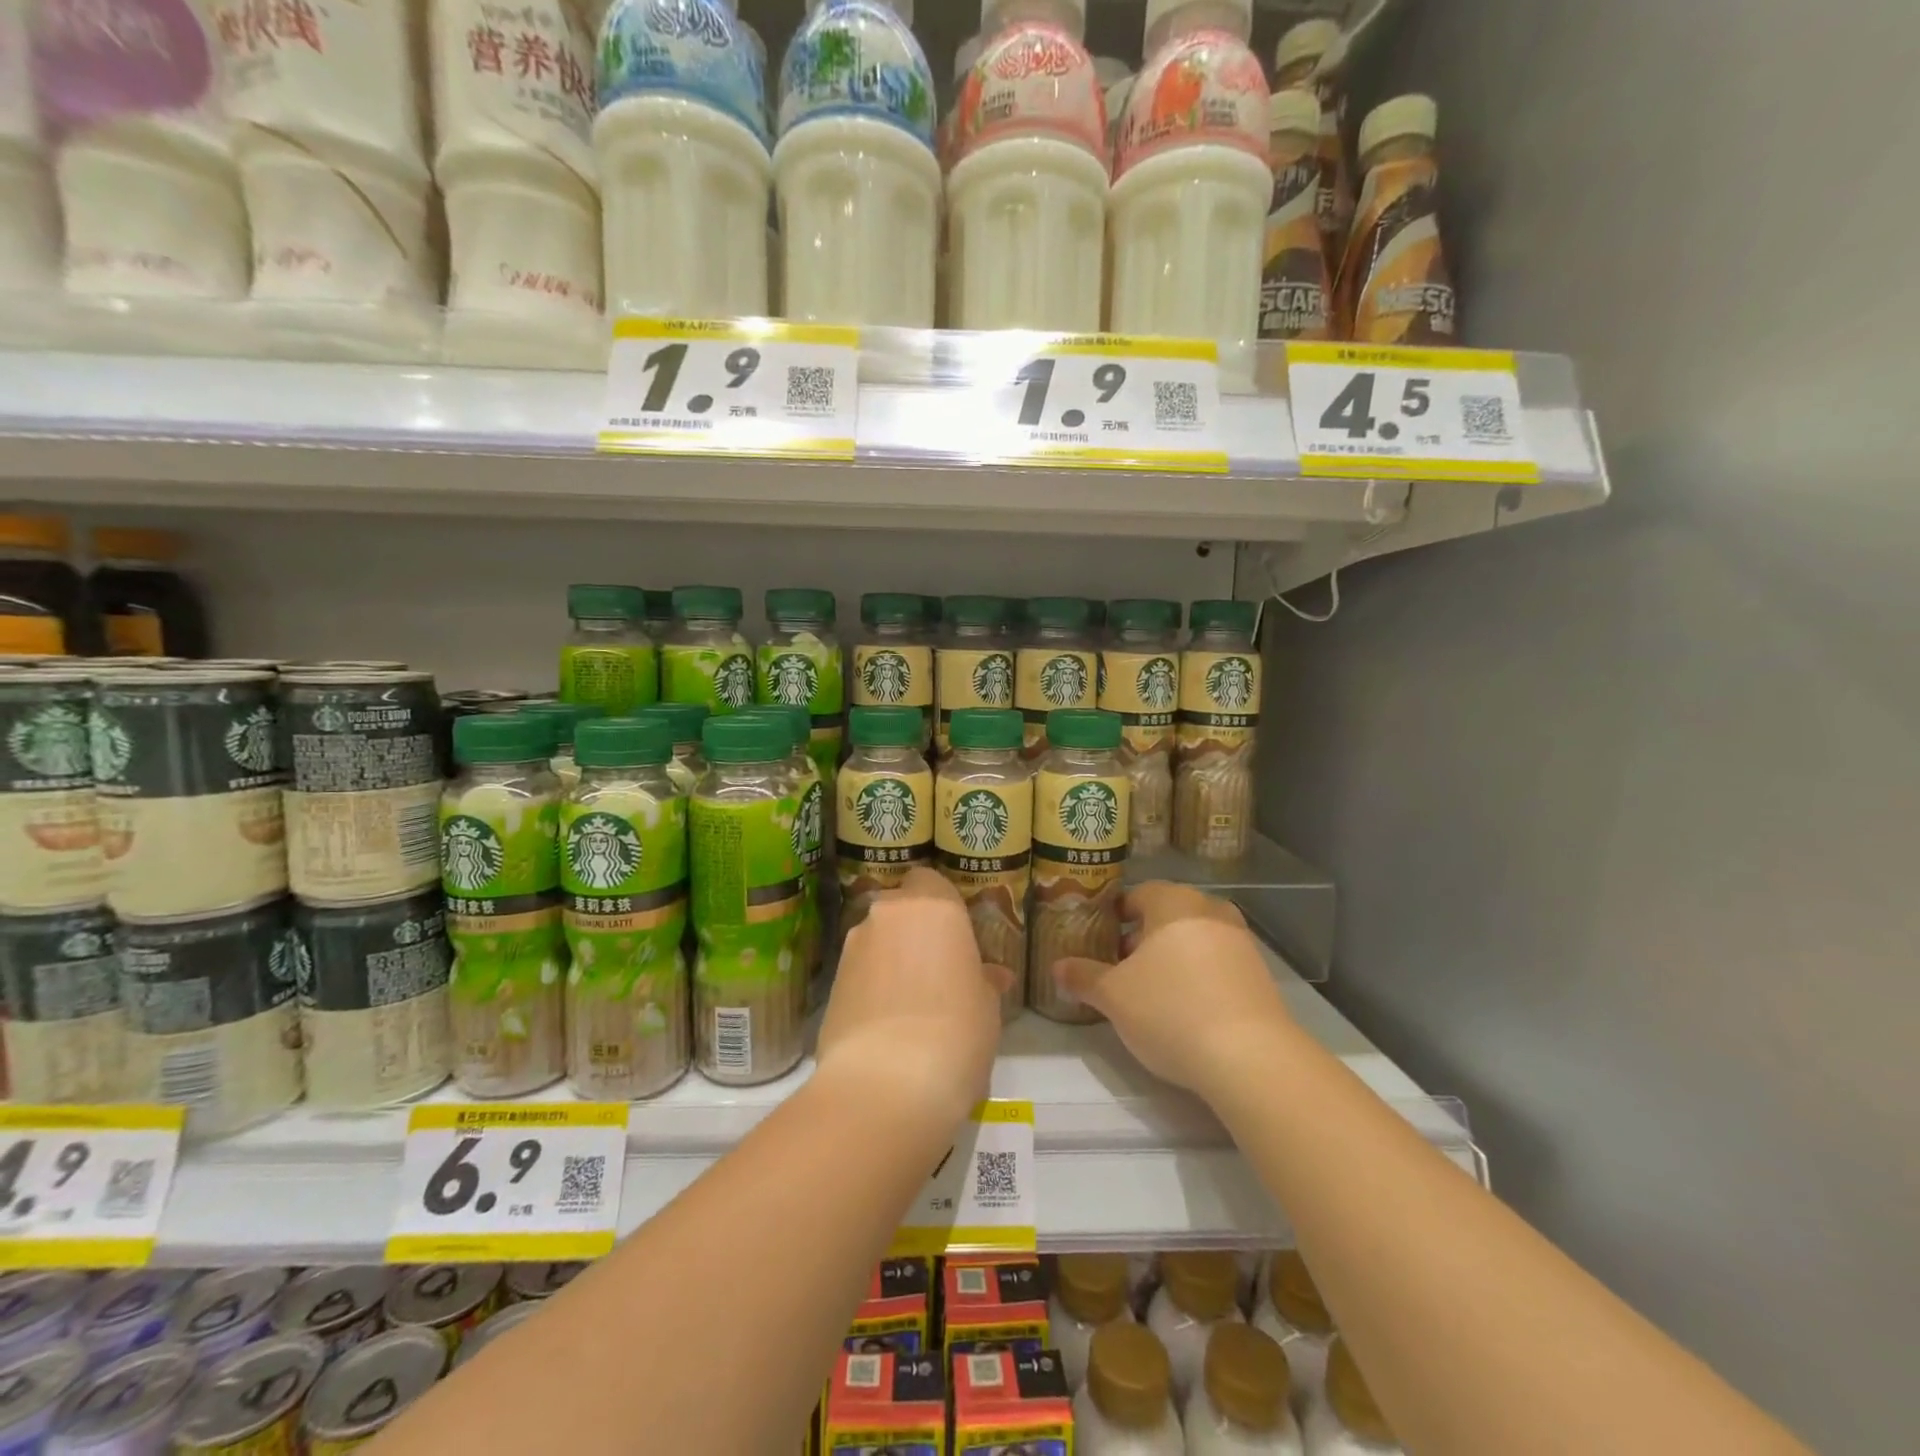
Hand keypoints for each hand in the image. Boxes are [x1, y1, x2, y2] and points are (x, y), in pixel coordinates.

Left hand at [817, 869, 1012, 1127]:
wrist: (886, 1084)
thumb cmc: (956, 1031)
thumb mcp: (986, 1006)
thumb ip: (982, 980)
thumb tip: (989, 976)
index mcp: (933, 905)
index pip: (930, 880)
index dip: (940, 904)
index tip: (955, 935)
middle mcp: (887, 914)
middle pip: (899, 909)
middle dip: (913, 931)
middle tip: (936, 969)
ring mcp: (853, 947)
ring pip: (876, 940)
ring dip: (891, 959)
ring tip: (911, 1003)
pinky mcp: (830, 983)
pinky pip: (859, 972)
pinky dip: (871, 986)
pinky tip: (886, 1023)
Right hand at [1052, 882, 1295, 1100]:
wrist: (1250, 1058)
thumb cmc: (1170, 1010)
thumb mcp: (1114, 996)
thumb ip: (1084, 976)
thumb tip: (1057, 966)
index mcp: (1173, 902)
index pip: (1137, 895)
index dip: (1115, 917)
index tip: (1100, 941)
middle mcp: (1210, 910)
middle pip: (1167, 916)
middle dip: (1143, 939)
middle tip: (1120, 969)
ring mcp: (1241, 942)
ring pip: (1194, 940)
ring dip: (1172, 959)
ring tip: (1151, 993)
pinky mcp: (1261, 975)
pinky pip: (1218, 965)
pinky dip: (1199, 978)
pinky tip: (1187, 1010)